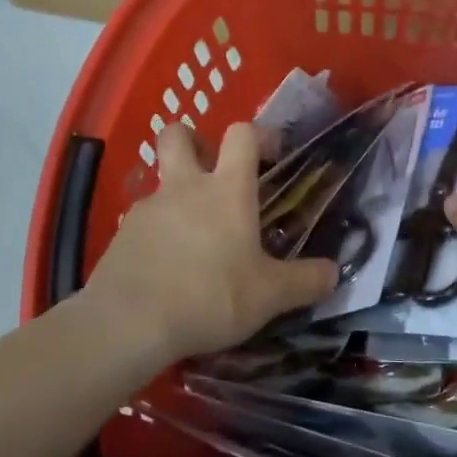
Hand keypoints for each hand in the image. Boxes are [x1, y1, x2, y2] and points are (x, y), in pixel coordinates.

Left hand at [87, 121, 337, 361]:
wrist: (130, 322)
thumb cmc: (211, 296)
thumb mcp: (269, 296)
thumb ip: (304, 282)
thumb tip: (335, 273)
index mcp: (227, 190)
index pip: (241, 134)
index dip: (257, 135)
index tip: (269, 155)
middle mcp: (185, 187)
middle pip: (178, 135)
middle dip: (192, 140)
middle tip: (209, 169)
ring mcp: (148, 208)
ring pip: (160, 183)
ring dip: (176, 198)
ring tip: (192, 241)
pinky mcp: (121, 234)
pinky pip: (143, 222)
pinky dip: (156, 234)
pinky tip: (165, 269)